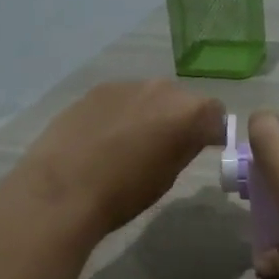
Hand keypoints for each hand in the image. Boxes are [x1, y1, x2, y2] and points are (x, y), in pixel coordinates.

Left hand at [7, 79, 226, 238]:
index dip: (213, 131)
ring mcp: (125, 85)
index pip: (215, 113)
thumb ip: (186, 148)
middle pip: (182, 99)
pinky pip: (122, 99)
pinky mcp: (95, 90)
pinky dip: (123, 113)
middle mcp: (160, 88)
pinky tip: (106, 139)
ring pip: (150, 96)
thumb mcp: (167, 177)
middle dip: (181, 118)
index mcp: (187, 111)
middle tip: (169, 147)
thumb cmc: (124, 193)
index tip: (206, 148)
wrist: (62, 189)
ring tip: (133, 143)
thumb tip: (192, 137)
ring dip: (151, 113)